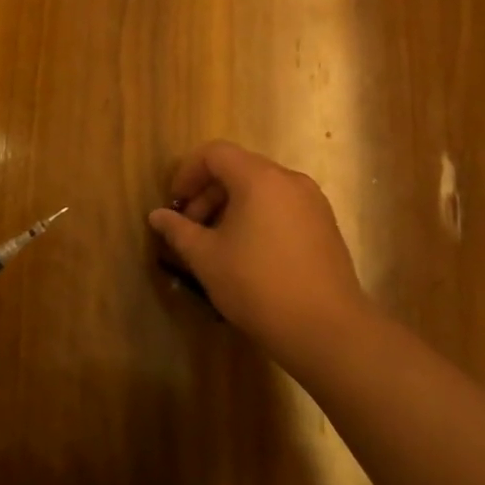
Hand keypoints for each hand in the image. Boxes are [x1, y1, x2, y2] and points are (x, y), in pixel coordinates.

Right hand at [147, 140, 369, 370]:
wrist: (327, 330)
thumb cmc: (257, 285)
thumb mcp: (205, 257)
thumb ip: (178, 230)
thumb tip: (156, 215)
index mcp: (259, 179)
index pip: (214, 154)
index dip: (187, 173)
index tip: (175, 204)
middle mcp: (289, 180)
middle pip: (238, 168)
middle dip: (207, 193)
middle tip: (191, 228)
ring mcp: (313, 202)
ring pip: (260, 189)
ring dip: (231, 206)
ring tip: (216, 244)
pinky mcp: (325, 226)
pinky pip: (281, 206)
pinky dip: (257, 217)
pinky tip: (248, 253)